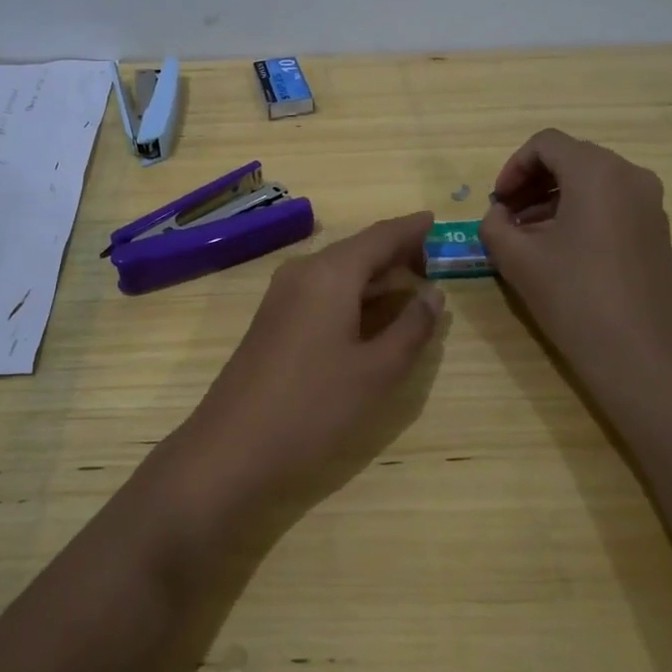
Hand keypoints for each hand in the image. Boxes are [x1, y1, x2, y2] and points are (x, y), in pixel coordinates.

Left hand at [170, 213, 445, 527]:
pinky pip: (323, 290)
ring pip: (340, 271)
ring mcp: (283, 294)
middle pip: (359, 249)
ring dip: (376, 275)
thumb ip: (412, 327)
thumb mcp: (378, 371)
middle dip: (398, 253)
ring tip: (413, 287)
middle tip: (438, 265)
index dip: (412, 229)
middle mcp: (304, 271)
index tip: (440, 223)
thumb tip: (433, 294)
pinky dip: (354, 293)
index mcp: (331, 273)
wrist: (232, 447)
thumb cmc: (313, 407)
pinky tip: (371, 314)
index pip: (381, 236)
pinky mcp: (274, 318)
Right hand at [479, 130, 671, 383]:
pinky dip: (580, 213)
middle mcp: (630, 176)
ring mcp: (650, 204)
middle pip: (571, 158)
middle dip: (532, 182)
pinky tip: (561, 251)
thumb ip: (494, 225)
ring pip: (592, 182)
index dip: (513, 167)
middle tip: (507, 216)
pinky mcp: (657, 231)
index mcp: (597, 172)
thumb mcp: (517, 259)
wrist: (643, 355)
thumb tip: (499, 214)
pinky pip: (612, 204)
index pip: (546, 144)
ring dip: (554, 199)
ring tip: (528, 237)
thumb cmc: (575, 297)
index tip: (497, 202)